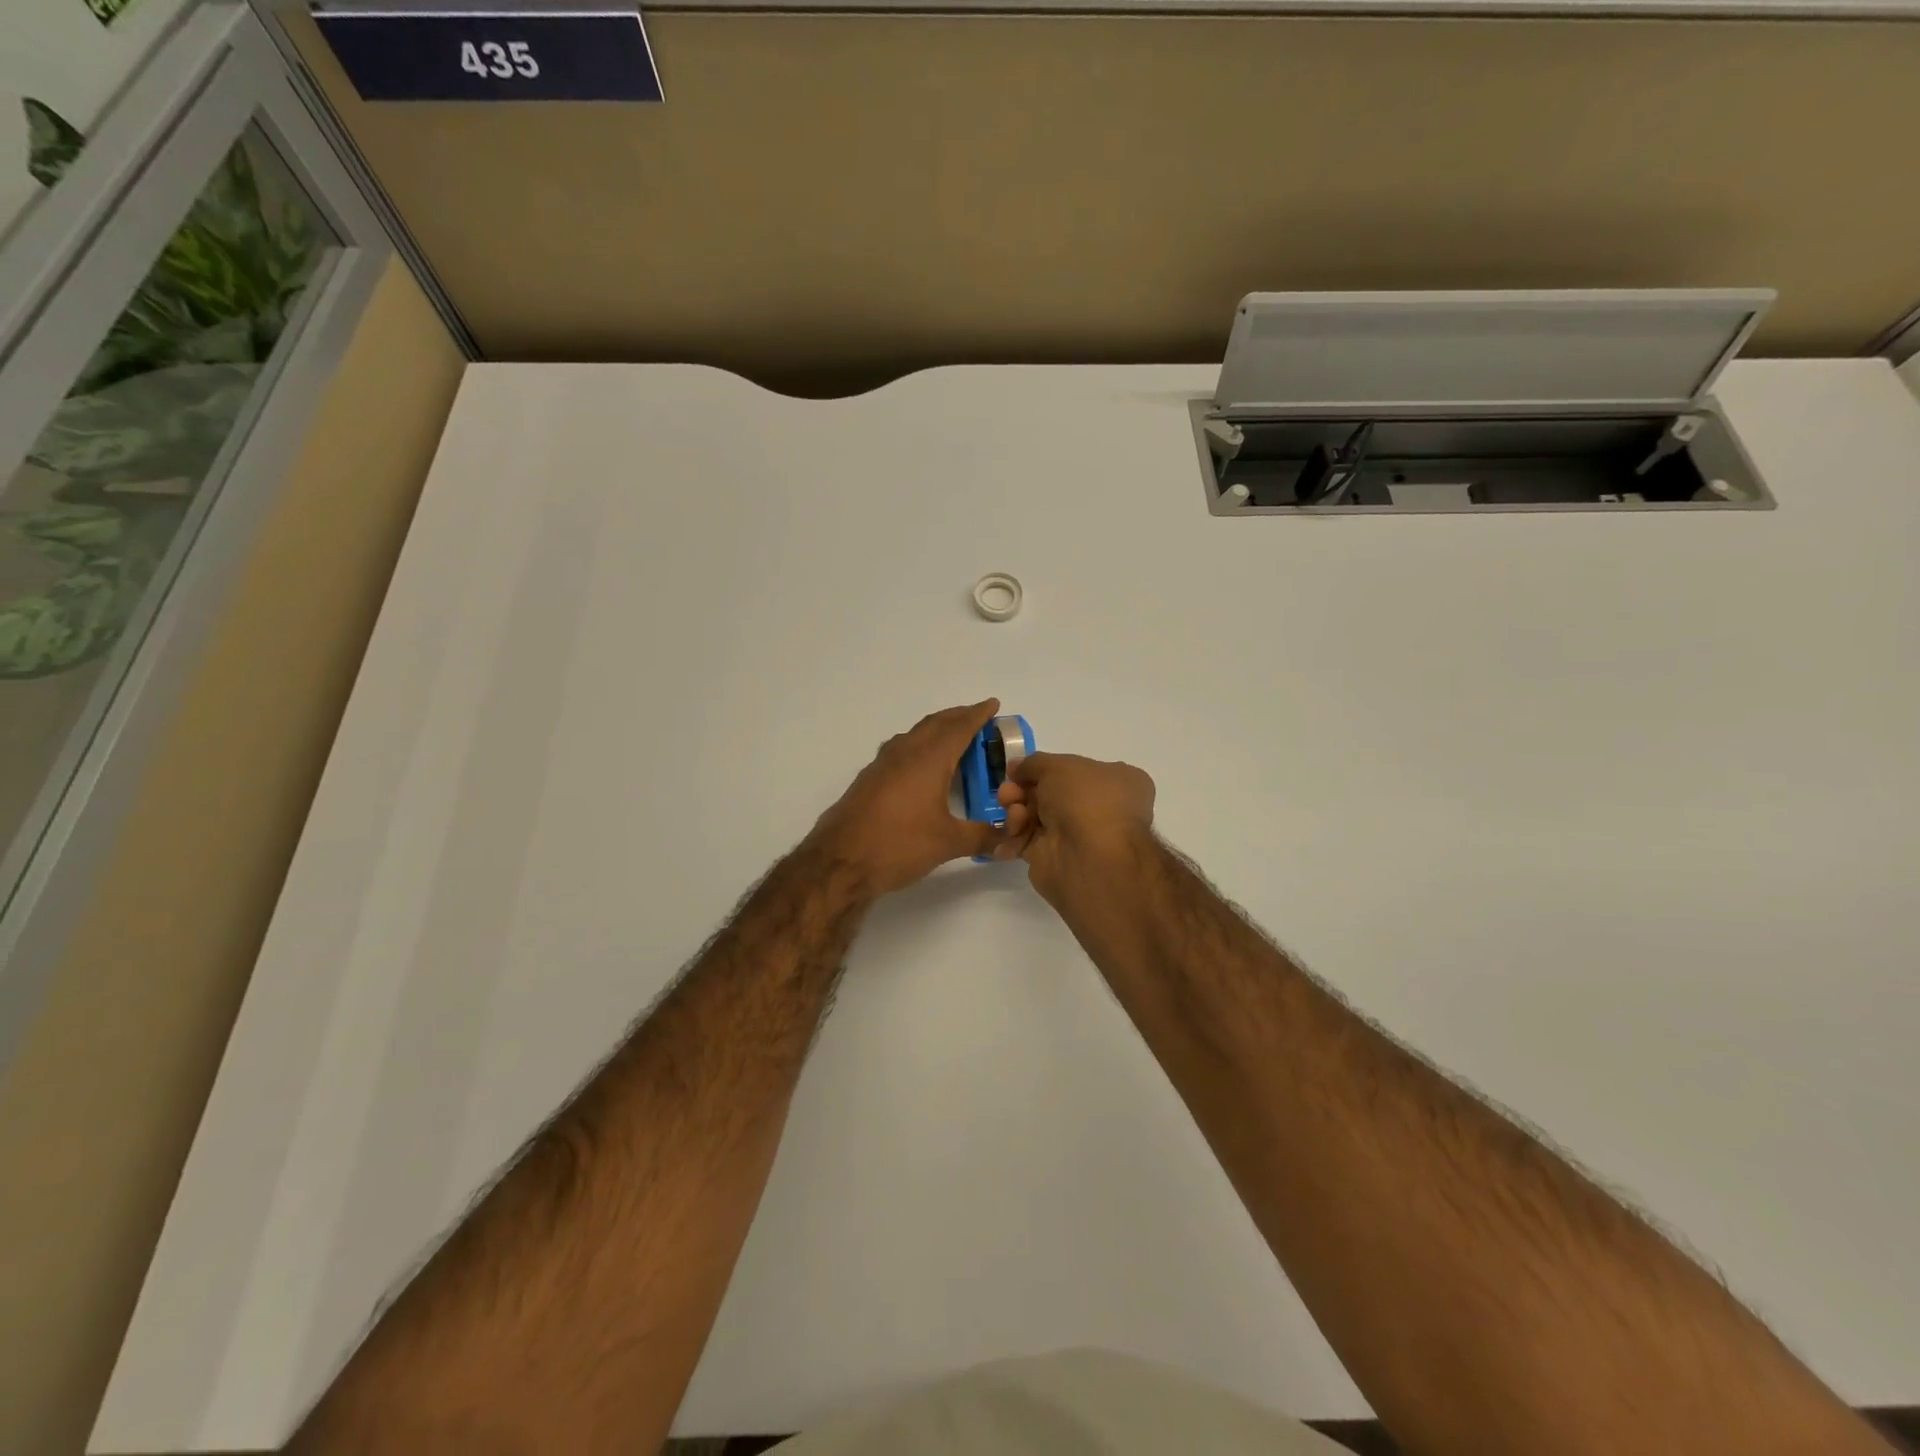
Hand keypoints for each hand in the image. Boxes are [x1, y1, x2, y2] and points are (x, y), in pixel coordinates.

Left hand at [808, 700, 1006, 895]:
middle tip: (977, 718)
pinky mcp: (868, 780)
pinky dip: (917, 746)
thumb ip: (982, 837)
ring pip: (914, 735)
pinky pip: (899, 750)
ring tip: (952, 738)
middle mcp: (904, 753)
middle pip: (934, 724)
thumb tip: (1010, 839)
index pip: (959, 727)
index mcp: (928, 759)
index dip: (978, 714)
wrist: (839, 861)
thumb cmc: (898, 845)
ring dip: (935, 730)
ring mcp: (882, 765)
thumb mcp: (947, 843)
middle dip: (957, 717)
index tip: (993, 704)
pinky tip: (920, 766)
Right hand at [995, 751, 1155, 904]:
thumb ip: (1033, 763)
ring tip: (1013, 812)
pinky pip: (1026, 841)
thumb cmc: (1086, 800)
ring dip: (1016, 810)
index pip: (1073, 770)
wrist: (1090, 858)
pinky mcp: (1053, 858)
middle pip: (1048, 793)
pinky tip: (1013, 833)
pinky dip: (1015, 835)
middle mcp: (1096, 808)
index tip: (1017, 770)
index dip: (1043, 768)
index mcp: (1113, 781)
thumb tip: (1016, 767)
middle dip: (1022, 789)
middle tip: (1007, 793)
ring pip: (1034, 816)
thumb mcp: (1059, 766)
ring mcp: (1075, 835)